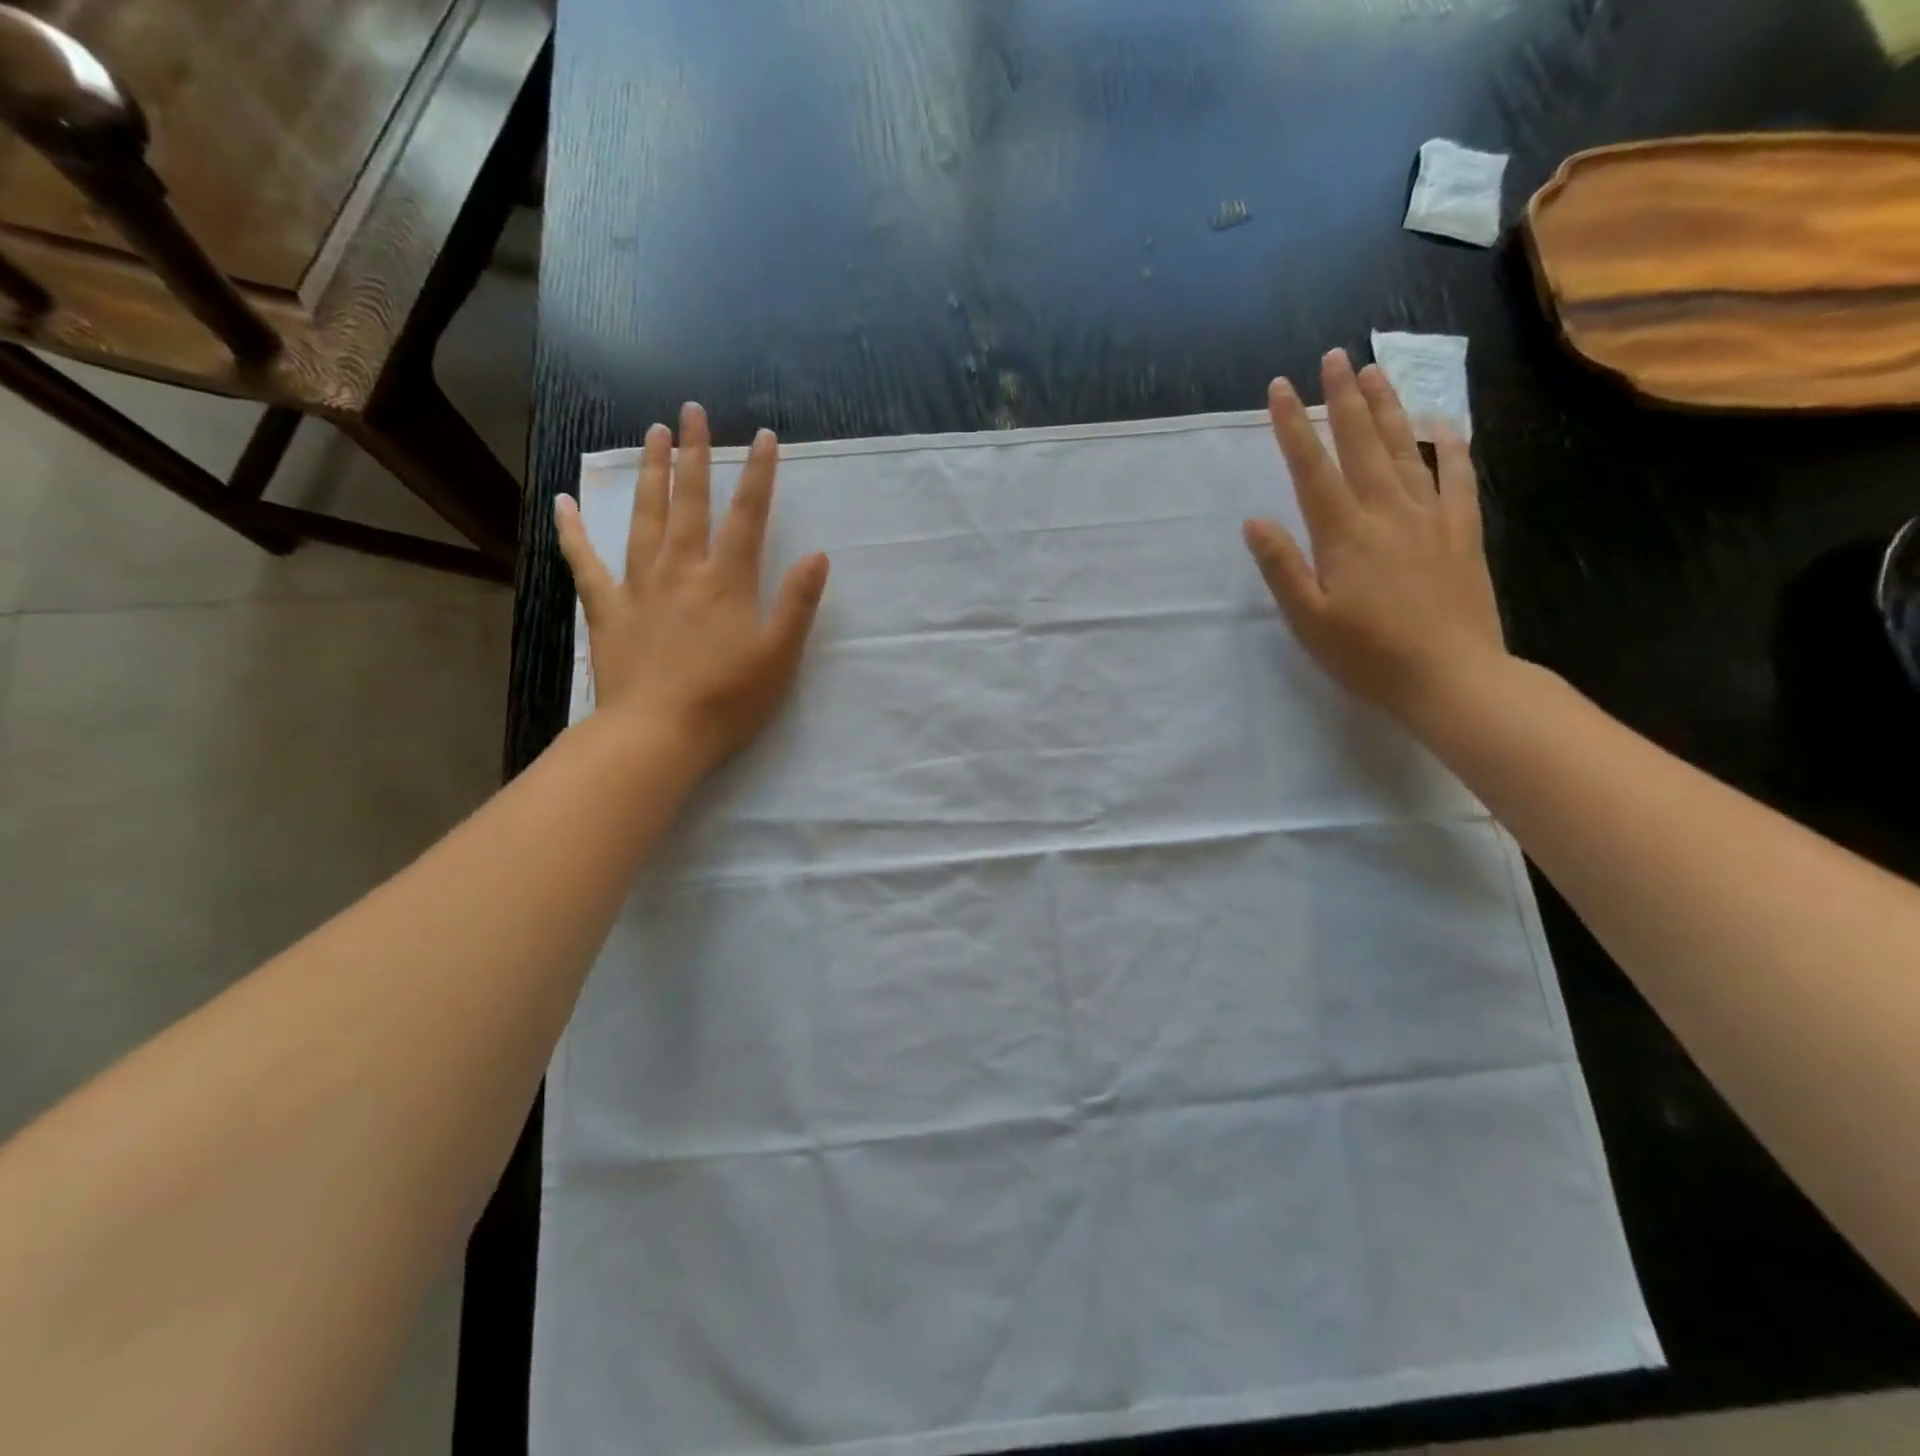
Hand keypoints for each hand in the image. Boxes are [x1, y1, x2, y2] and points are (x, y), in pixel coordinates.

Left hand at [555, 402, 829, 770]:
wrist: (658, 734)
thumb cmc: (727, 700)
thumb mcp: (779, 656)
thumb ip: (798, 603)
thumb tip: (817, 555)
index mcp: (727, 581)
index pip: (747, 516)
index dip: (758, 475)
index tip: (764, 436)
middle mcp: (682, 570)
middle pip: (689, 502)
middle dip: (694, 454)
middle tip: (691, 411)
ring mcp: (639, 586)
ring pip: (644, 518)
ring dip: (649, 474)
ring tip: (651, 434)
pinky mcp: (607, 609)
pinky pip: (585, 563)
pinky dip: (572, 532)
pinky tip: (562, 503)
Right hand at [1244, 349, 1506, 725]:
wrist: (1451, 677)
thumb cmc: (1368, 655)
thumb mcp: (1308, 620)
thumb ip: (1282, 568)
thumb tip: (1254, 521)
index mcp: (1343, 535)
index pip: (1312, 468)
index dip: (1292, 426)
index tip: (1278, 388)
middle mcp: (1386, 513)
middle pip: (1361, 444)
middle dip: (1342, 399)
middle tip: (1333, 357)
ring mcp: (1430, 518)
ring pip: (1406, 449)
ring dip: (1388, 408)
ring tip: (1375, 372)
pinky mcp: (1462, 532)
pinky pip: (1458, 477)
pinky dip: (1450, 446)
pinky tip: (1444, 424)